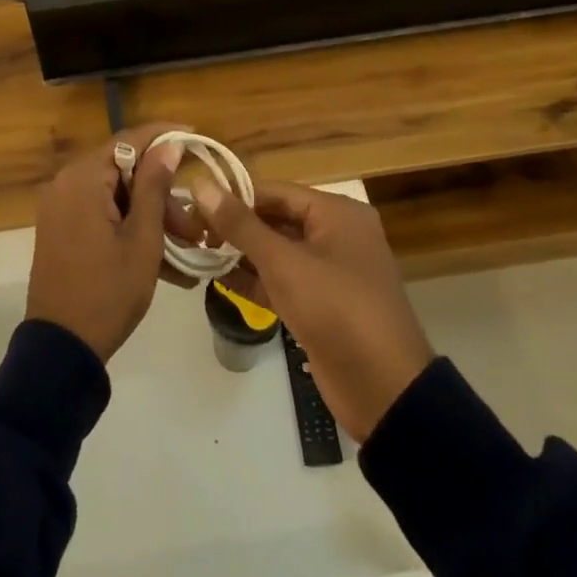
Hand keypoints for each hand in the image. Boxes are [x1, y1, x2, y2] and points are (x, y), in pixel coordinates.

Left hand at [25, 125, 184, 361]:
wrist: (61, 350)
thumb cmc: (108, 292)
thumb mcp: (142, 239)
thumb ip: (155, 186)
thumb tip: (169, 145)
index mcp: (82, 178)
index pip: (129, 140)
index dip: (164, 136)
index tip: (195, 136)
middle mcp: (66, 183)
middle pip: (124, 170)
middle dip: (162, 193)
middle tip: (194, 223)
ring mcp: (61, 207)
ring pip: (116, 195)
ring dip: (150, 215)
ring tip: (186, 246)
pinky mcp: (61, 229)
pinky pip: (102, 214)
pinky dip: (129, 227)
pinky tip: (163, 257)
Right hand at [190, 179, 433, 441]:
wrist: (384, 391)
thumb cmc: (336, 309)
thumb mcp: (284, 263)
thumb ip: (240, 224)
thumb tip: (200, 185)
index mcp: (337, 212)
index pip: (275, 191)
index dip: (234, 196)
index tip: (194, 204)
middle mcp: (336, 234)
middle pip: (276, 219)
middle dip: (236, 227)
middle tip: (192, 232)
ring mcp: (331, 272)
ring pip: (278, 252)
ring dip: (242, 254)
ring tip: (198, 254)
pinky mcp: (323, 305)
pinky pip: (284, 281)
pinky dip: (256, 280)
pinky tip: (220, 281)